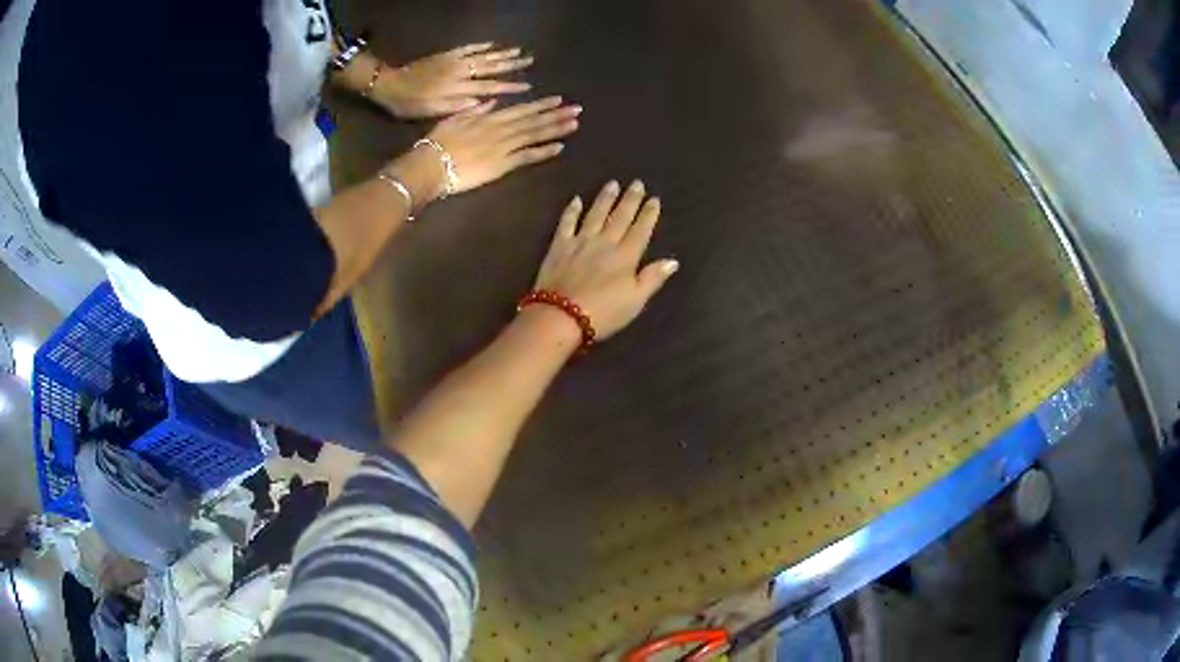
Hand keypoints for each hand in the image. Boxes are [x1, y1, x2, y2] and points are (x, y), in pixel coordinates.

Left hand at [373, 43, 532, 118]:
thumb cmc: (409, 105)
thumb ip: (456, 106)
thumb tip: (482, 101)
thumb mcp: (430, 112)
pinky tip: (493, 44)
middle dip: (511, 65)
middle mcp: (459, 72)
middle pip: (490, 67)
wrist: (390, 84)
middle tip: (530, 61)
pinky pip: (467, 48)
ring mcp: (453, 61)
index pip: (489, 87)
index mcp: (457, 89)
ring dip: (501, 53)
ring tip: (520, 51)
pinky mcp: (446, 54)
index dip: (509, 87)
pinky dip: (481, 46)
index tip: (527, 87)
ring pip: (482, 56)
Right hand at [424, 96, 580, 194]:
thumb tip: (491, 102)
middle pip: (533, 120)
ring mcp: (503, 146)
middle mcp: (500, 129)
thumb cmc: (435, 144)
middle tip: (577, 109)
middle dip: (555, 114)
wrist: (429, 165)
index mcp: (488, 118)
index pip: (520, 110)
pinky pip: (527, 156)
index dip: (540, 105)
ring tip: (575, 123)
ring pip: (534, 134)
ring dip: (555, 128)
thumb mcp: (453, 120)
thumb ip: (473, 111)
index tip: (557, 100)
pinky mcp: (501, 165)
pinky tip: (560, 147)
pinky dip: (543, 151)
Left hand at [532, 180, 678, 340]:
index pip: (641, 229)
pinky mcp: (559, 246)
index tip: (654, 199)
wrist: (560, 316)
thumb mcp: (635, 301)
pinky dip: (572, 210)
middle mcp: (605, 242)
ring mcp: (580, 241)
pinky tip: (576, 200)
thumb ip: (653, 278)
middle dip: (630, 199)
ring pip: (596, 214)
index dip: (648, 214)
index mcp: (626, 256)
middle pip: (620, 216)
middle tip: (637, 183)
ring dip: (605, 198)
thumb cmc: (603, 313)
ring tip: (612, 183)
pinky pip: (566, 223)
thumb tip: (672, 261)